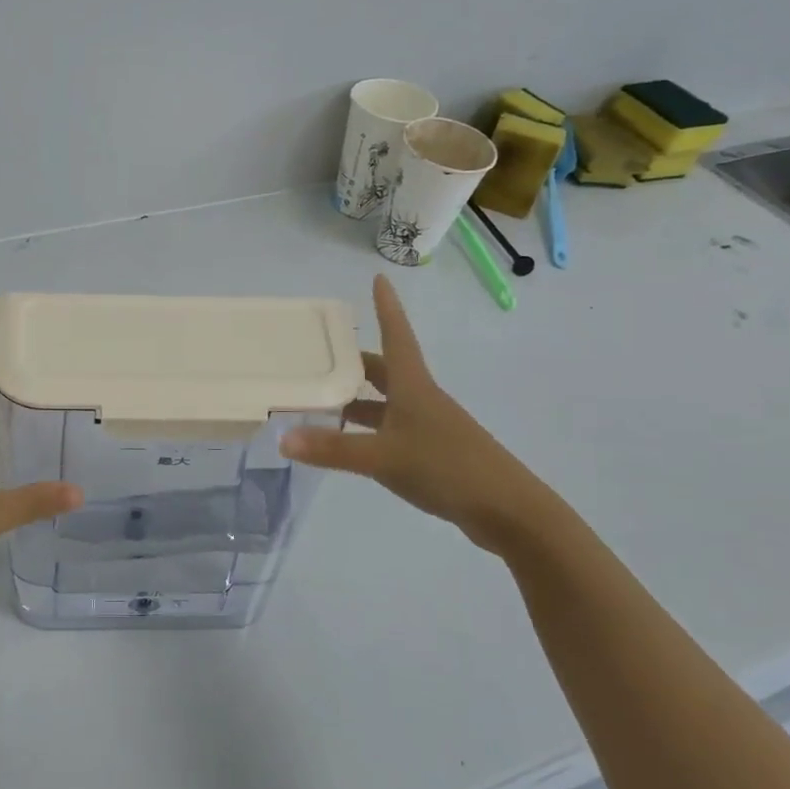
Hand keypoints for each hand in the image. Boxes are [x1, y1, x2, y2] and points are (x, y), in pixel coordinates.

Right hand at [280, 274, 553, 547]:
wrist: (507, 510)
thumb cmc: (446, 468)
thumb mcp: (382, 457)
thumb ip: (333, 449)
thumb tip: (283, 438)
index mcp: (413, 386)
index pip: (396, 335)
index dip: (387, 307)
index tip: (380, 278)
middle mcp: (421, 399)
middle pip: (385, 370)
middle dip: (354, 361)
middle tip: (320, 355)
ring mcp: (429, 426)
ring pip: (386, 402)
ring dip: (357, 399)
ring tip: (321, 401)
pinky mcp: (433, 452)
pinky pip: (392, 428)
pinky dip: (368, 428)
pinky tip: (350, 442)